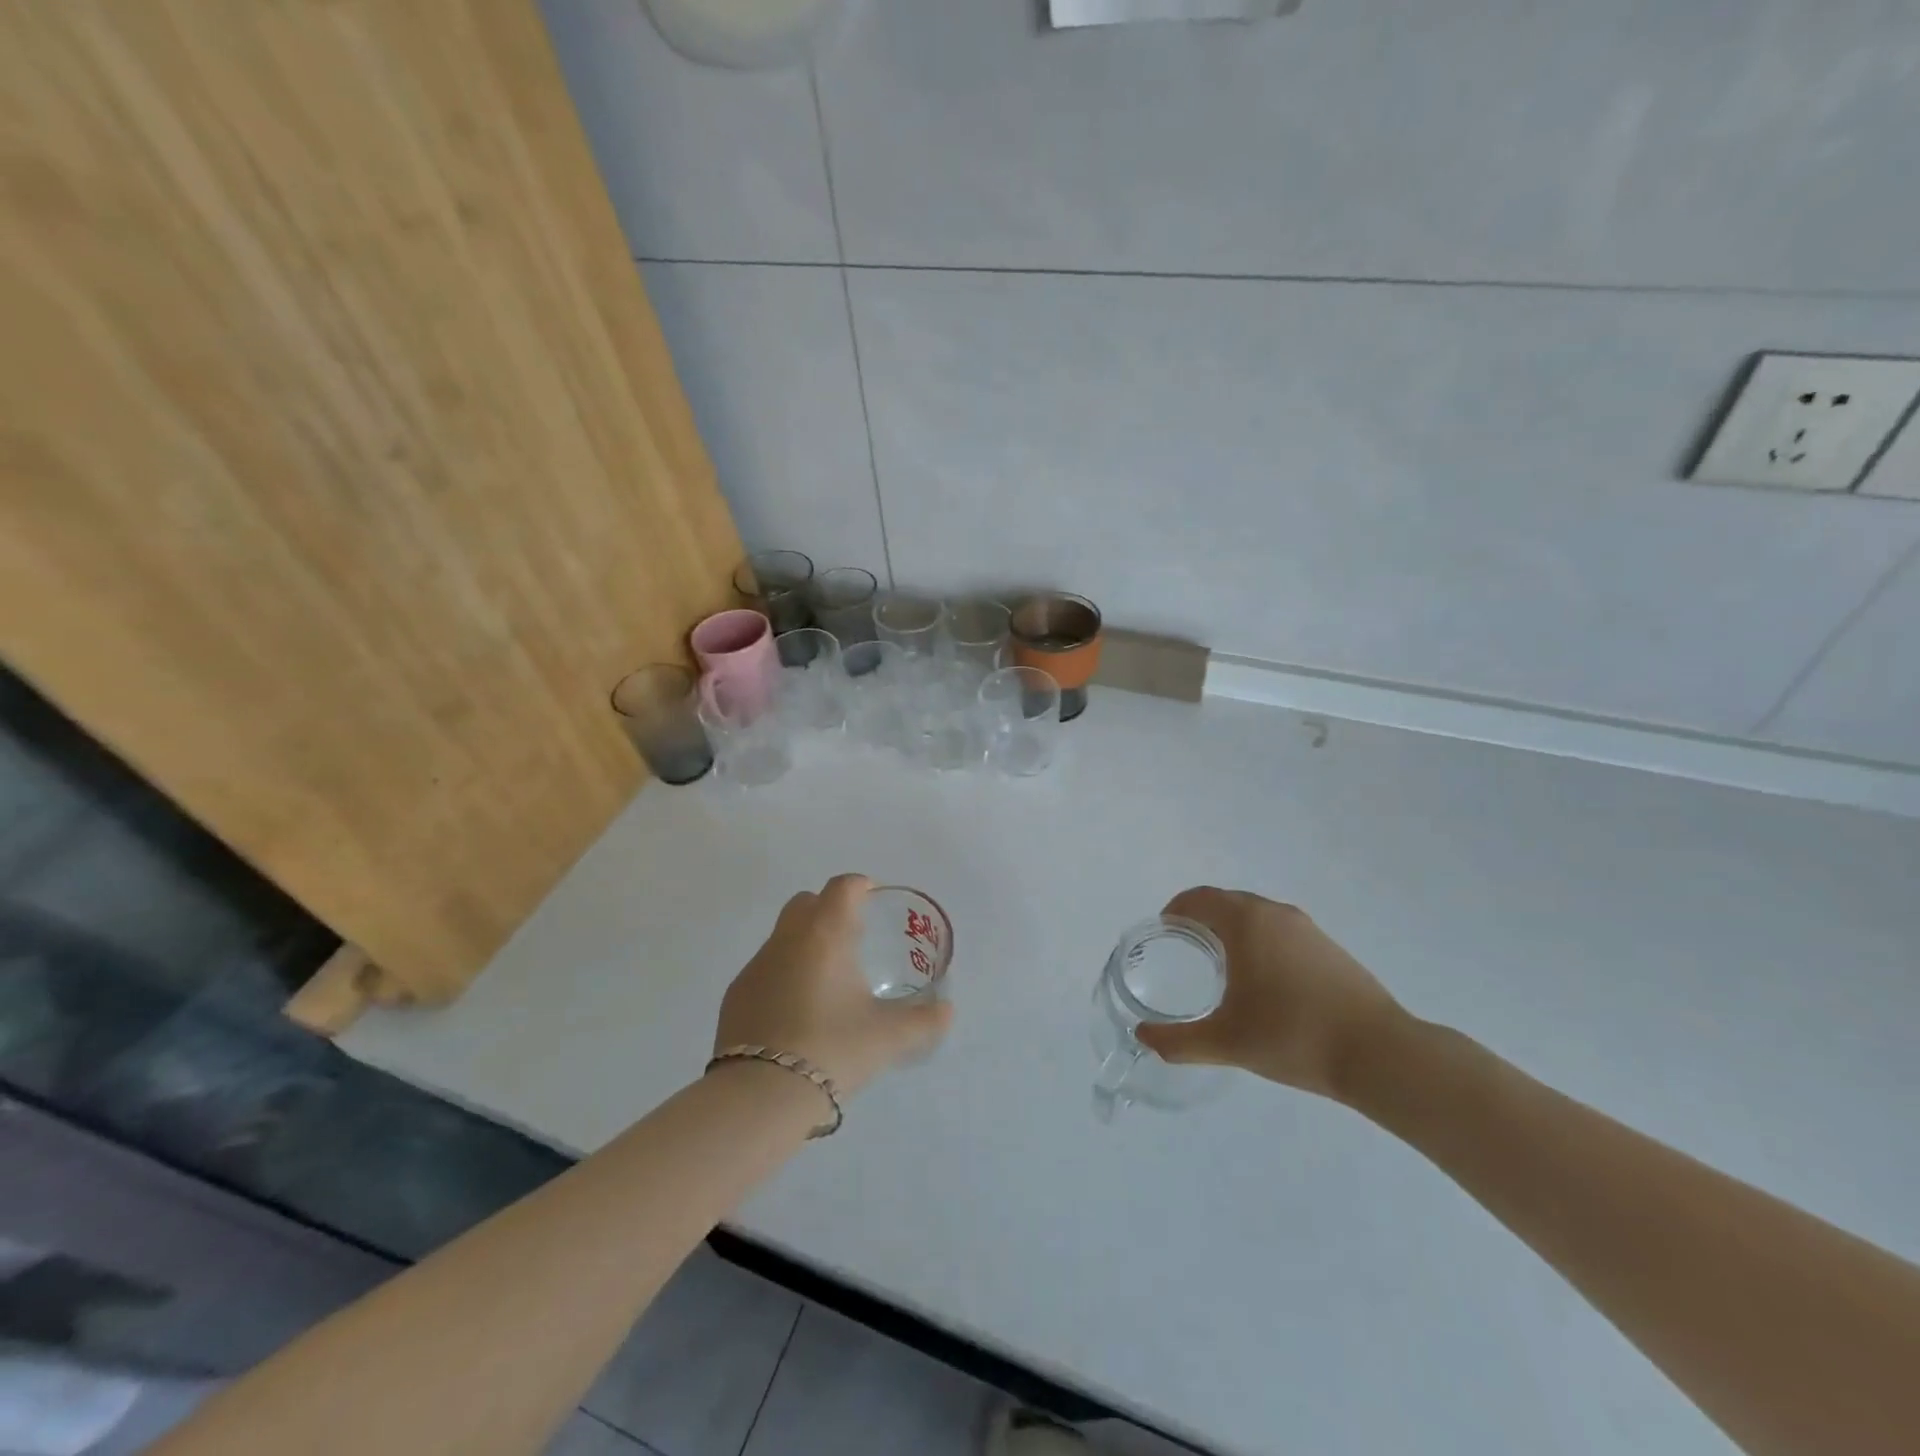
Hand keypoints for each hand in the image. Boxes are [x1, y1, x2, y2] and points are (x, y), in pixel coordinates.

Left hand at [714, 874, 953, 1096]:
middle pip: (806, 902)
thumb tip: (946, 1011)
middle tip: (852, 939)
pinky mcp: (735, 995)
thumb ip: (924, 1020)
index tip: (872, 900)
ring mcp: (755, 966)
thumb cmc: (833, 1049)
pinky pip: (764, 969)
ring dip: (804, 944)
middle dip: (828, 910)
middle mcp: (786, 939)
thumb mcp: (889, 1037)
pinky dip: (782, 976)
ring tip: (827, 982)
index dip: (859, 886)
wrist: (762, 1094)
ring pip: (783, 936)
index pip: (842, 887)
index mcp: (825, 934)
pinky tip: (796, 1012)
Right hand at [1135, 888, 1406, 1102]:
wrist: (1380, 1054)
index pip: (1201, 898)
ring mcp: (1307, 929)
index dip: (1177, 908)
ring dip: (1232, 927)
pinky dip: (1259, 939)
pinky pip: (1280, 929)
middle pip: (1227, 901)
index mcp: (1247, 922)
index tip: (1163, 930)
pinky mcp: (1329, 947)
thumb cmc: (1293, 1036)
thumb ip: (1178, 1041)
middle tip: (1184, 947)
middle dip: (1202, 917)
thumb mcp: (1227, 1042)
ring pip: (1256, 914)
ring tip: (1219, 962)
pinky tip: (1262, 978)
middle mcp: (1275, 914)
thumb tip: (1143, 1037)